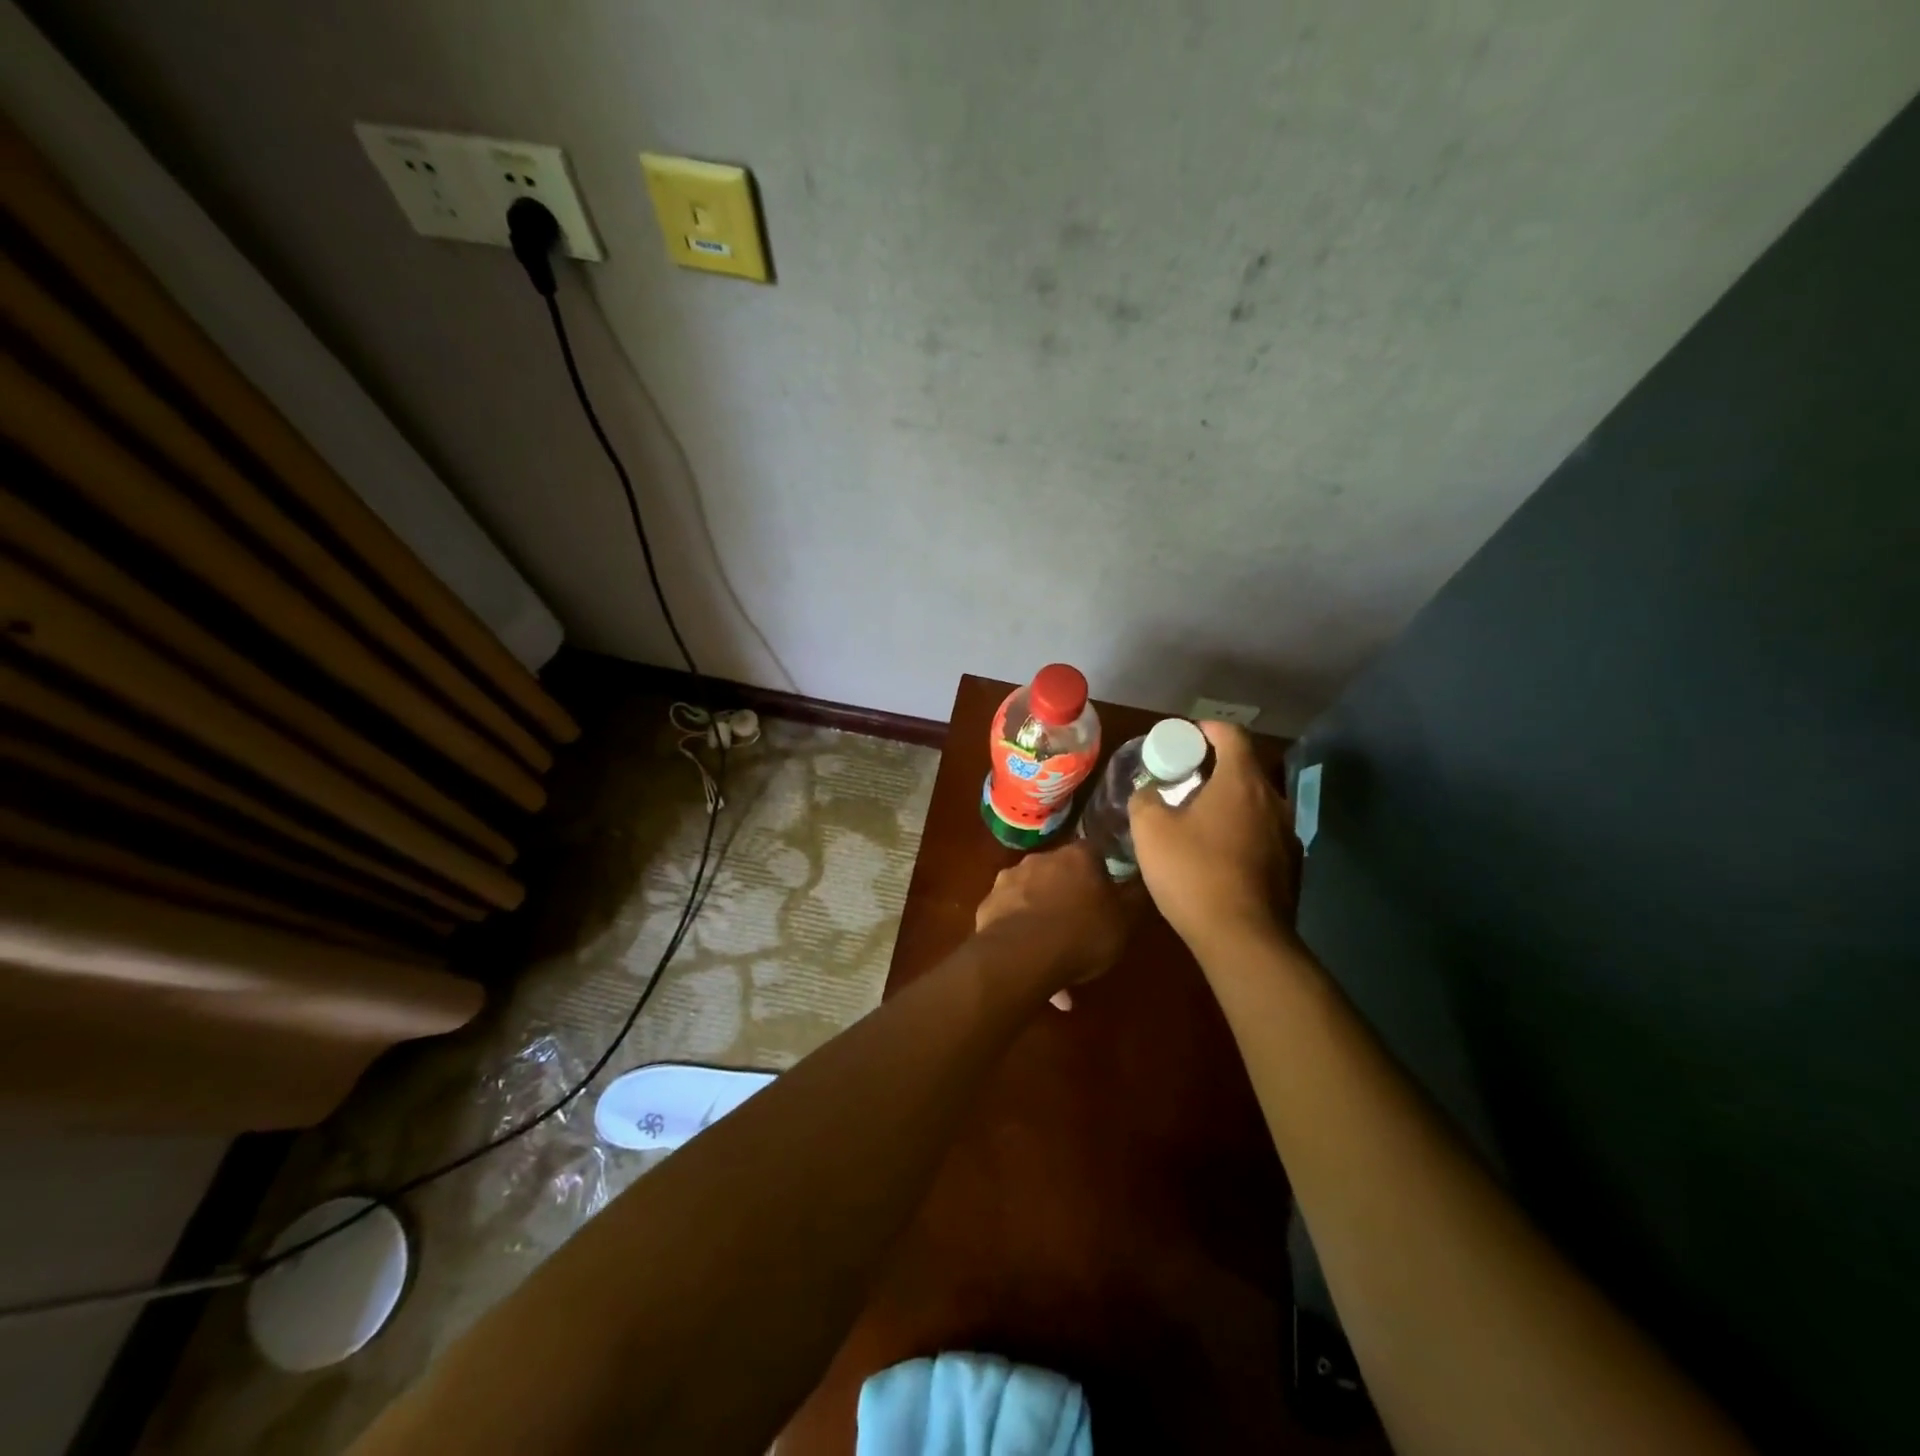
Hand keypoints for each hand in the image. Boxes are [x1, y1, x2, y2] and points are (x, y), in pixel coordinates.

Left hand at [974, 840, 1130, 1009]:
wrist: (1021, 955)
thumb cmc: (1082, 933)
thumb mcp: (1123, 922)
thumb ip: (1133, 899)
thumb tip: (1139, 882)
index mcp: (1077, 856)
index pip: (1094, 852)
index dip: (1101, 873)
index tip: (1106, 894)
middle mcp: (1041, 858)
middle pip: (1059, 872)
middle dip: (1068, 895)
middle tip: (1079, 926)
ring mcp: (1009, 879)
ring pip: (1033, 895)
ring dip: (1043, 915)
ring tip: (1053, 954)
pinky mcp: (988, 903)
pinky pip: (1011, 915)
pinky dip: (1020, 931)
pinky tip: (1029, 961)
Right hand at [1128, 721, 1293, 956]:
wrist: (1244, 939)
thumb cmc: (1194, 873)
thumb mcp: (1150, 831)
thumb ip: (1146, 800)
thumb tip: (1150, 793)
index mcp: (1242, 782)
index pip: (1231, 734)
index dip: (1207, 729)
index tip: (1186, 737)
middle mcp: (1273, 801)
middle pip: (1246, 769)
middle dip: (1215, 768)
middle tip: (1184, 780)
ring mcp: (1288, 835)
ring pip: (1256, 804)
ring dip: (1229, 802)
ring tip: (1199, 819)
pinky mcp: (1291, 867)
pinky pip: (1263, 834)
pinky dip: (1241, 832)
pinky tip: (1218, 855)